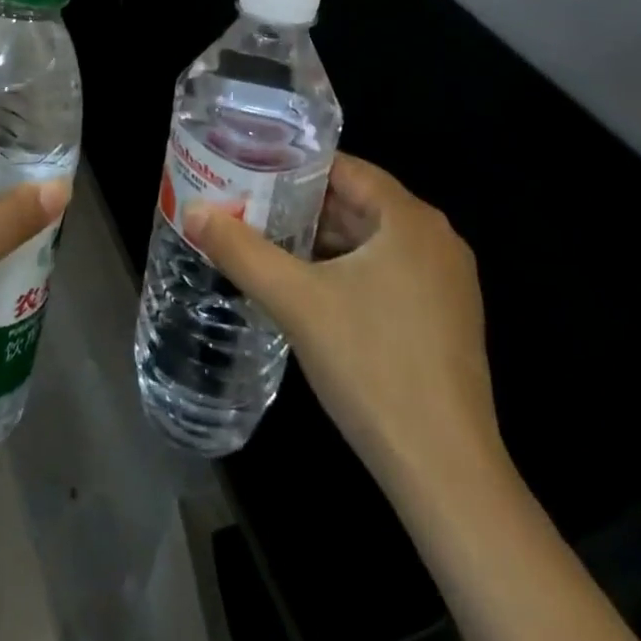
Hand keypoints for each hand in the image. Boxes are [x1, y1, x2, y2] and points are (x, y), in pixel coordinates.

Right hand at [184, 154, 500, 488]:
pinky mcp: (445, 319)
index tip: (251, 170)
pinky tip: (308, 287)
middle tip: (248, 205)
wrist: (446, 473)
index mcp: (410, 219)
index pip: (345, 168)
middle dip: (302, 205)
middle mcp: (437, 239)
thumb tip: (193, 209)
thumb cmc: (372, 367)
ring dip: (322, 240)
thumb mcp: (296, 302)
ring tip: (267, 240)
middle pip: (358, 203)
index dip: (295, 167)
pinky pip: (388, 271)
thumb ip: (241, 250)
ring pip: (372, 240)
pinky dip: (348, 269)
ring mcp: (447, 282)